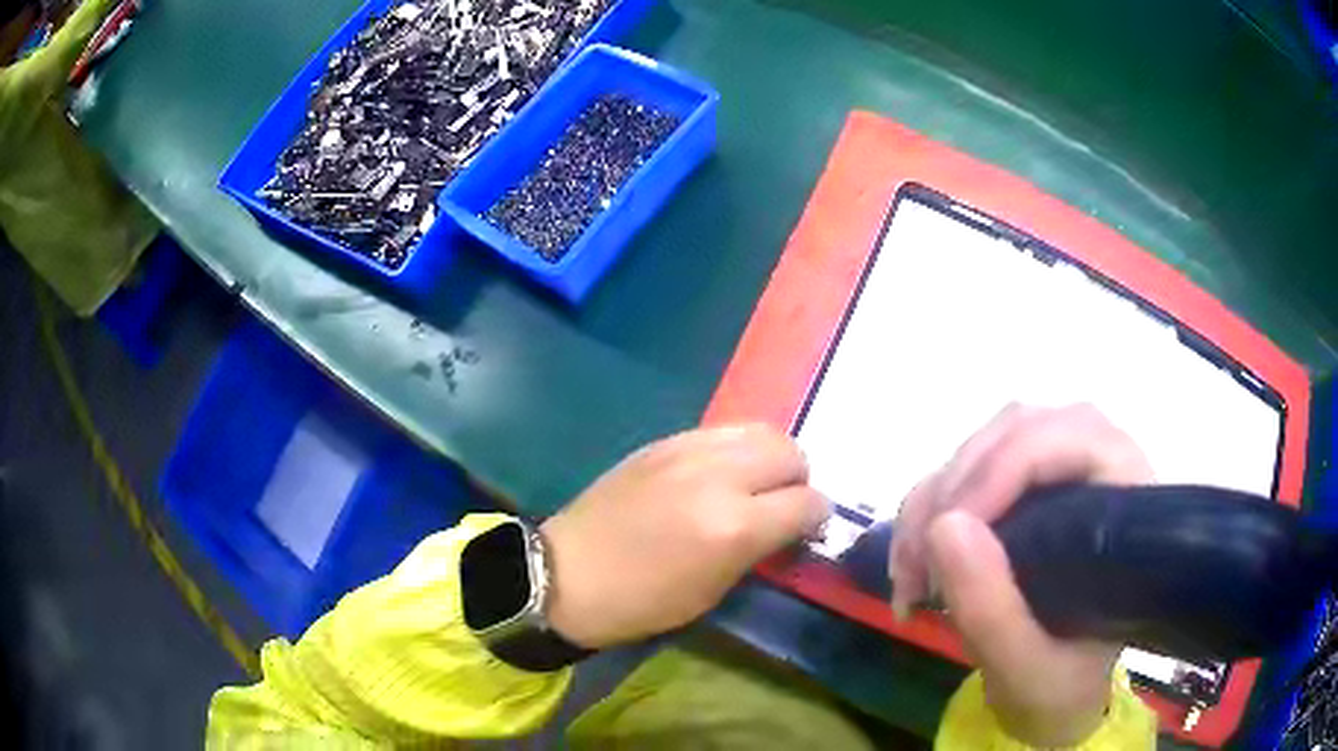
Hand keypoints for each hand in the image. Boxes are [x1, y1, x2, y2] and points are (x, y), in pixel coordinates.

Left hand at [541, 425, 829, 649]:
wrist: (567, 574)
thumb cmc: (641, 601)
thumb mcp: (713, 591)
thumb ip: (759, 548)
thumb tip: (788, 524)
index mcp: (735, 526)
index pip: (808, 502)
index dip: (817, 518)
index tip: (807, 530)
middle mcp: (719, 476)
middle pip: (790, 451)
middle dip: (798, 479)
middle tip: (782, 505)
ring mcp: (687, 451)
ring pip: (759, 430)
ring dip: (770, 457)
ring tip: (755, 485)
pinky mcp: (663, 441)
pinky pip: (721, 431)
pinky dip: (736, 450)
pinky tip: (719, 474)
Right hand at [890, 404, 1154, 746]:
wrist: (1058, 694)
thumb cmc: (1061, 687)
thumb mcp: (1028, 672)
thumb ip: (992, 612)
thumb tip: (942, 527)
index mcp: (1128, 499)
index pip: (1069, 438)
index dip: (1002, 469)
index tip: (945, 536)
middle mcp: (1099, 466)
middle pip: (1020, 428)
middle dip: (958, 487)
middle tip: (919, 564)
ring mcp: (1061, 470)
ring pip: (987, 442)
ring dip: (935, 499)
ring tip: (911, 572)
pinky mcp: (1026, 487)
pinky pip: (966, 468)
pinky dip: (927, 507)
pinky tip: (913, 561)